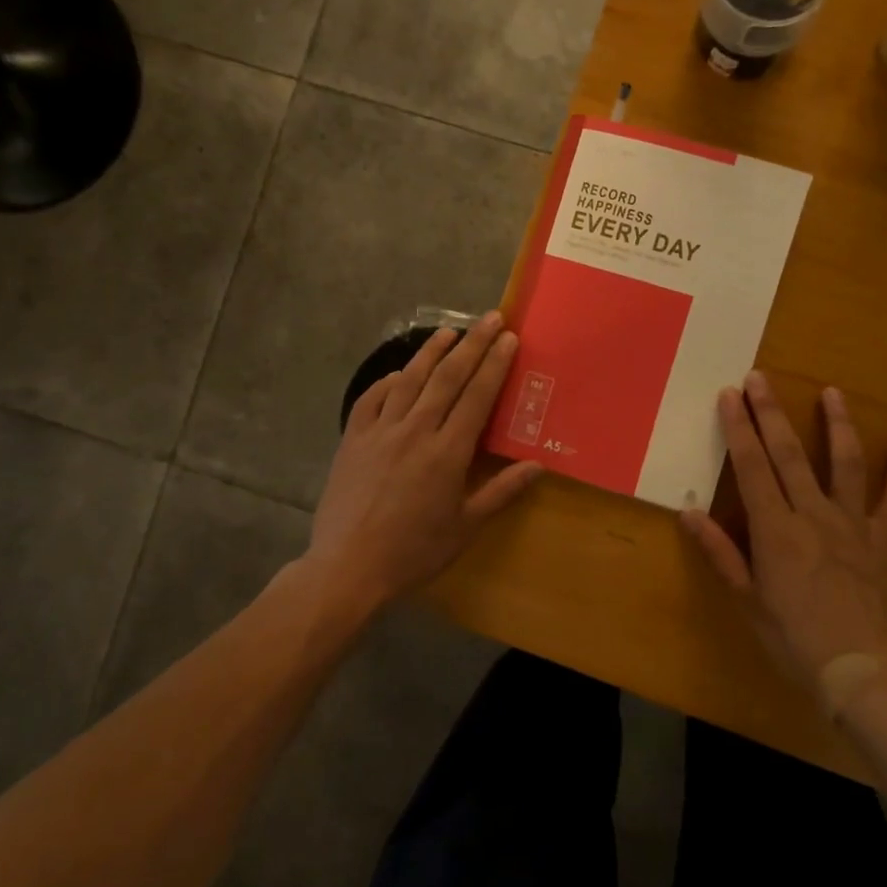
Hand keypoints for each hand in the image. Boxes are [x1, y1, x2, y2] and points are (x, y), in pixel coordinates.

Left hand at [308, 313, 541, 601]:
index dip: (495, 364)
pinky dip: (386, 382)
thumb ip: (501, 492)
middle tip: (489, 319)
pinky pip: (371, 399)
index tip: (509, 339)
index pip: (477, 396)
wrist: (348, 568)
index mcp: (447, 452)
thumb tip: (538, 465)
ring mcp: (380, 432)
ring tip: (448, 331)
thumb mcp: (465, 527)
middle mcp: (415, 431)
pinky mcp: (352, 439)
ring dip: (430, 352)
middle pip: (447, 378)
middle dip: (472, 345)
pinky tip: (397, 374)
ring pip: (409, 380)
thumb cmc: (414, 552)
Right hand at [681, 372, 886, 689]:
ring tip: (832, 392)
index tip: (730, 395)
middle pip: (789, 454)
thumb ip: (720, 553)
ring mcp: (853, 525)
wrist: (862, 672)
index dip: (739, 428)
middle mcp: (813, 515)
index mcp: (775, 530)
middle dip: (771, 413)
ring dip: (837, 425)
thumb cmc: (795, 639)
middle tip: (760, 377)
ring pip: (844, 464)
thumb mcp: (748, 600)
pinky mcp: (883, 541)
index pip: (752, 467)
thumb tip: (688, 513)